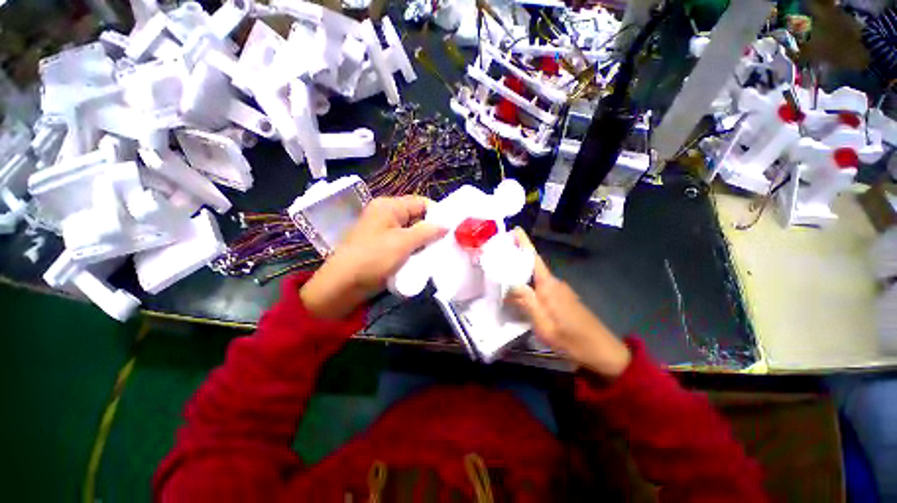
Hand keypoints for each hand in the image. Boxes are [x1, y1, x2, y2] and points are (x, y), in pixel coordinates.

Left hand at [301, 196, 445, 318]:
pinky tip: (425, 259)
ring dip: (424, 242)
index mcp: (389, 206)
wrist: (342, 285)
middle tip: (448, 242)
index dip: (437, 213)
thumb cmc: (373, 258)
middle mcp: (387, 215)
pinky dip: (415, 250)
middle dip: (432, 229)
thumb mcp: (403, 243)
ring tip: (439, 252)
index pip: (420, 202)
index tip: (452, 228)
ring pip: (412, 232)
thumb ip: (427, 231)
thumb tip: (447, 225)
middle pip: (417, 217)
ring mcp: (384, 232)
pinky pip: (405, 244)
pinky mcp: (384, 247)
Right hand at [506, 229, 630, 378]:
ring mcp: (559, 291)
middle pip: (532, 266)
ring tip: (502, 276)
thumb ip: (527, 302)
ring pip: (535, 278)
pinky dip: (528, 286)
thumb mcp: (544, 324)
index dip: (524, 242)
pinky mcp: (562, 299)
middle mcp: (554, 283)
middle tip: (497, 256)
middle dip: (516, 258)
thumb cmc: (571, 338)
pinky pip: (540, 287)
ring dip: (520, 274)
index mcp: (548, 285)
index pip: (533, 258)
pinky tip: (519, 295)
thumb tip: (511, 283)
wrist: (602, 351)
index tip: (515, 229)